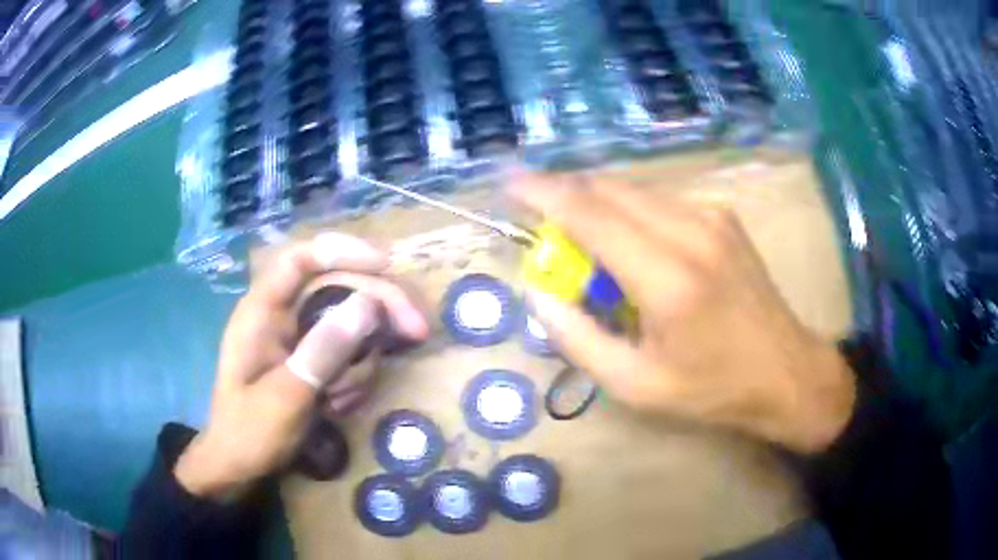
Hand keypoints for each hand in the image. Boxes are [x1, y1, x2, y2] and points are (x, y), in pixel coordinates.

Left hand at [175, 233, 428, 499]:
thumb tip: (367, 305)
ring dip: (359, 362)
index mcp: (262, 310)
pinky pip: (347, 355)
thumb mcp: (286, 396)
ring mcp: (298, 339)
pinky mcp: (311, 361)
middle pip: (337, 288)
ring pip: (348, 327)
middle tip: (417, 331)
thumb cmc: (249, 432)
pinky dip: (352, 379)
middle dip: (376, 309)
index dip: (343, 252)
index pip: (301, 259)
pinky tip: (338, 406)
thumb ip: (323, 351)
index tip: (387, 265)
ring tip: (340, 400)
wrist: (240, 467)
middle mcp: (281, 315)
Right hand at [511, 173, 855, 454]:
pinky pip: (659, 200)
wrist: (785, 371)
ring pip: (634, 189)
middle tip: (545, 228)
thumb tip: (539, 291)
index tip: (508, 183)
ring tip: (587, 246)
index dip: (542, 192)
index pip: (589, 212)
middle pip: (608, 188)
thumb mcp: (634, 385)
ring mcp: (712, 216)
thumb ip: (577, 337)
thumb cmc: (712, 389)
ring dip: (598, 205)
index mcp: (667, 279)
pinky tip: (632, 247)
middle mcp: (691, 231)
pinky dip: (630, 212)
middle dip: (566, 196)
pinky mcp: (723, 216)